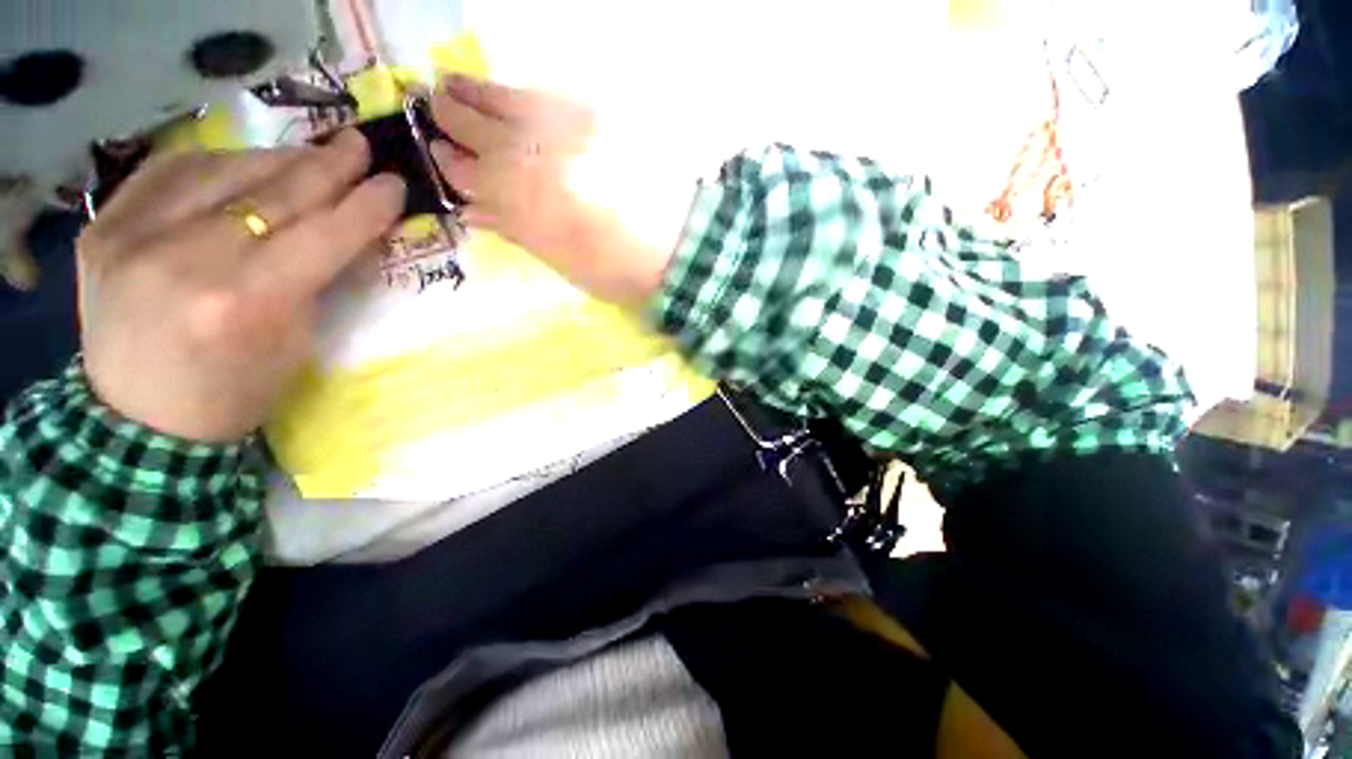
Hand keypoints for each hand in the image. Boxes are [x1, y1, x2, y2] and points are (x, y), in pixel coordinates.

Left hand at [78, 131, 405, 441]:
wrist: (130, 434)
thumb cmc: (214, 410)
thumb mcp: (280, 365)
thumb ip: (311, 288)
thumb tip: (341, 224)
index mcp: (239, 309)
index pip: (322, 233)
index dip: (365, 204)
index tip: (390, 184)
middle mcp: (187, 261)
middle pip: (276, 189)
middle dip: (327, 165)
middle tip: (354, 148)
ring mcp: (136, 237)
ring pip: (224, 166)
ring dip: (267, 161)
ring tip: (291, 161)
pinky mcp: (106, 228)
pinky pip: (169, 170)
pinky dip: (204, 168)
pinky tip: (224, 173)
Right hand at [430, 75, 692, 304]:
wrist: (679, 243)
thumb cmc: (606, 263)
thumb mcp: (547, 250)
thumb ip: (504, 220)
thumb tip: (469, 204)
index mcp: (517, 190)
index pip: (467, 166)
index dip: (447, 154)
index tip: (431, 142)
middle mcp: (534, 148)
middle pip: (483, 124)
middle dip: (453, 110)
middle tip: (430, 93)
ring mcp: (566, 124)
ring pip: (512, 101)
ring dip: (480, 90)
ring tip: (454, 79)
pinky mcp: (596, 114)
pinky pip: (546, 97)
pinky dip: (520, 94)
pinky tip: (508, 93)